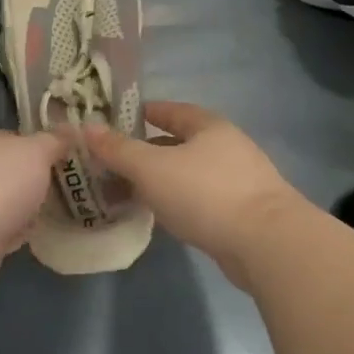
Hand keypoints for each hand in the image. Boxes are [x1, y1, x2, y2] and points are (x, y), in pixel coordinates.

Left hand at [0, 128, 64, 294]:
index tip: (68, 159)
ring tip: (58, 213)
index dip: (42, 147)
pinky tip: (34, 236)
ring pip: (6, 201)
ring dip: (26, 208)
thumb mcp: (36, 152)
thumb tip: (71, 128)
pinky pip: (1, 229)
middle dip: (35, 181)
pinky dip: (15, 232)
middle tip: (69, 189)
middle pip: (11, 171)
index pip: (16, 138)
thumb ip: (54, 141)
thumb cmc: (0, 183)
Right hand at [86, 103, 306, 286]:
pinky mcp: (241, 212)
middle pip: (179, 142)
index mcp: (208, 126)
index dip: (143, 113)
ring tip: (127, 191)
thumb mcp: (151, 168)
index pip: (171, 110)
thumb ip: (118, 149)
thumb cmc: (205, 194)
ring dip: (159, 179)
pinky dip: (176, 200)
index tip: (117, 121)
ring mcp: (238, 180)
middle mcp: (226, 147)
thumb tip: (87, 128)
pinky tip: (159, 214)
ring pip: (187, 173)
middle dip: (146, 151)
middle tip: (113, 162)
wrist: (266, 244)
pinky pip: (198, 198)